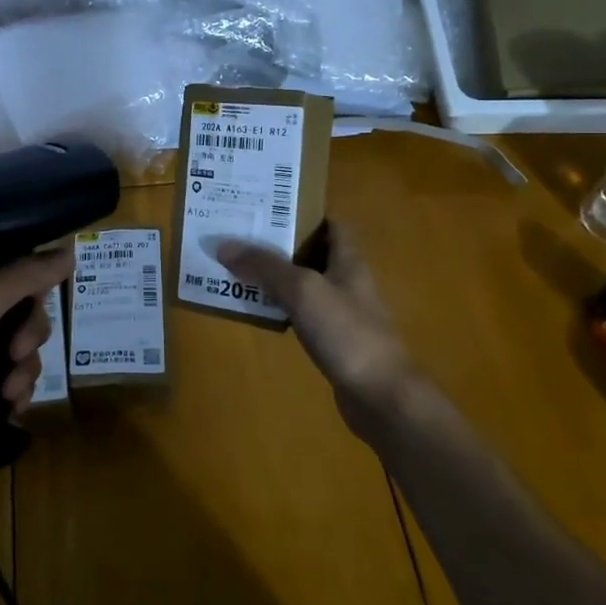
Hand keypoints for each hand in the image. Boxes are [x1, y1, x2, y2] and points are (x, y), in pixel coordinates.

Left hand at [0, 249, 71, 498]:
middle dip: (27, 329)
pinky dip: (11, 386)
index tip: (41, 297)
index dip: (26, 272)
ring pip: (9, 340)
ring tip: (12, 392)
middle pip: (9, 300)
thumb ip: (21, 277)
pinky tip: (12, 407)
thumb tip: (68, 248)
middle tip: (20, 352)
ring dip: (22, 364)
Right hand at [212, 223, 423, 440]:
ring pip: (304, 285)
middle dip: (279, 244)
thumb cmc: (347, 333)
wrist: (382, 397)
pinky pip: (301, 314)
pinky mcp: (334, 342)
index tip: (267, 207)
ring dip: (276, 277)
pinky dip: (280, 308)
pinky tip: (258, 310)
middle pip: (312, 253)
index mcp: (349, 261)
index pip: (330, 225)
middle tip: (240, 235)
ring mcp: (342, 314)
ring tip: (238, 268)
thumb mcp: (302, 291)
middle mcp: (348, 282)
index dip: (303, 212)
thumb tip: (224, 245)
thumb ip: (265, 266)